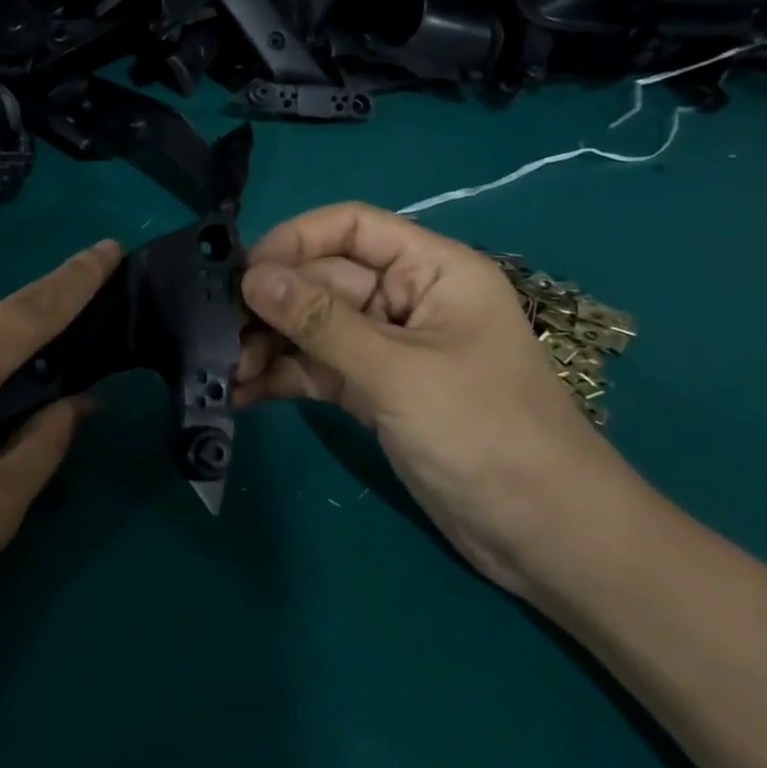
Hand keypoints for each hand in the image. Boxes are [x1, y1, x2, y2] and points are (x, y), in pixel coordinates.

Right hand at [236, 203, 639, 597]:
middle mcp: (406, 299)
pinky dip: (282, 376)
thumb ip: (322, 323)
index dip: (296, 239)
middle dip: (272, 303)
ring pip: (314, 326)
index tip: (245, 272)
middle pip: (324, 279)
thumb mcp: (399, 373)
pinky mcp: (374, 391)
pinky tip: (242, 392)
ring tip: (225, 368)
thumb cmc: (488, 435)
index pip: (352, 227)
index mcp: (431, 270)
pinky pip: (317, 367)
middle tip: (219, 330)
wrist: (547, 540)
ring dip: (269, 342)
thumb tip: (252, 276)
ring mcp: (387, 347)